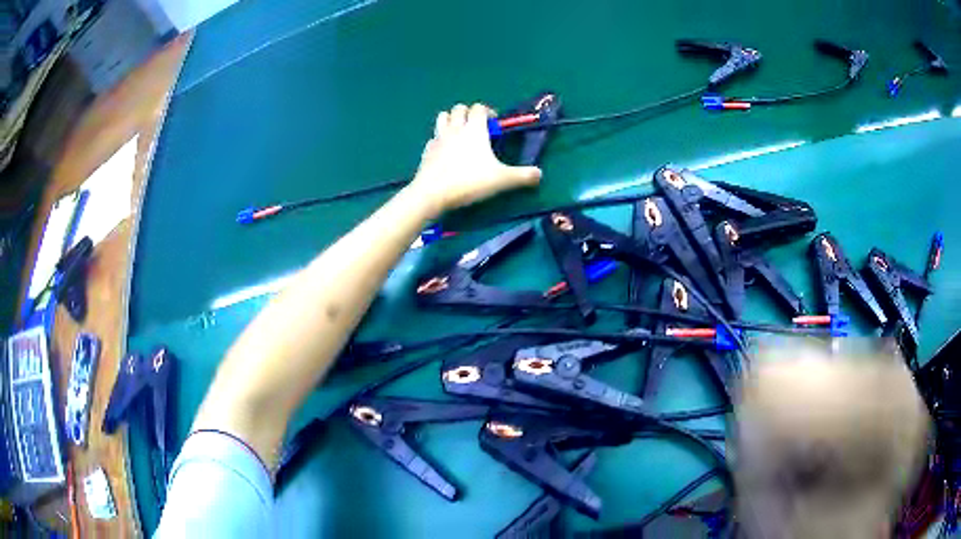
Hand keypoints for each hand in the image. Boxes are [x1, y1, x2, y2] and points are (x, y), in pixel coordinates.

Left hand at [410, 103, 541, 214]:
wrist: (432, 193)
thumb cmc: (469, 182)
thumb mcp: (502, 180)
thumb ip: (523, 176)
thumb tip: (540, 174)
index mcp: (474, 129)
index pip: (479, 108)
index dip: (488, 112)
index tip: (494, 124)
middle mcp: (455, 128)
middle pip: (459, 108)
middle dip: (469, 113)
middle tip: (478, 128)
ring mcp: (438, 138)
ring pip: (443, 117)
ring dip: (452, 119)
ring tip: (460, 133)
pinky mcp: (427, 150)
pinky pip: (433, 137)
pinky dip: (440, 139)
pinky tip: (445, 151)